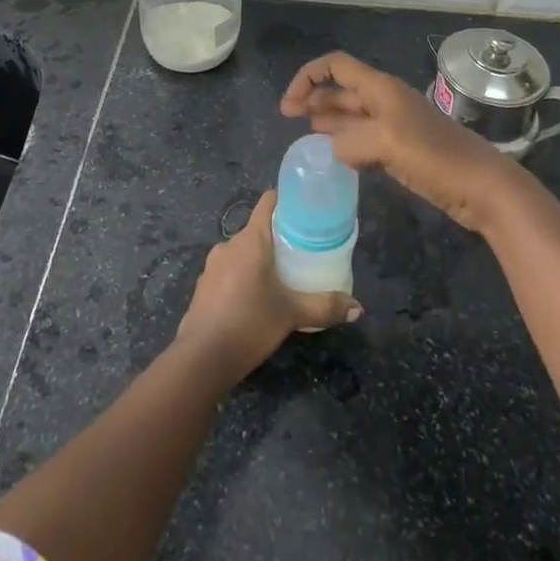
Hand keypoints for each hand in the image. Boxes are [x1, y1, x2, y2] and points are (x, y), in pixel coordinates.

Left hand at [175, 191, 359, 384]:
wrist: (201, 358)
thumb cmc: (250, 323)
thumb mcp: (292, 314)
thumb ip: (325, 307)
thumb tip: (358, 308)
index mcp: (251, 240)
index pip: (267, 203)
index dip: (286, 201)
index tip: (305, 211)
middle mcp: (229, 245)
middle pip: (257, 230)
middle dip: (278, 238)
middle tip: (302, 253)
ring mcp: (212, 265)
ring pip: (242, 252)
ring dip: (259, 260)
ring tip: (282, 279)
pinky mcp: (203, 286)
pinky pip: (228, 272)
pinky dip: (243, 278)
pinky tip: (255, 301)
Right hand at [280, 50, 531, 232]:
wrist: (482, 187)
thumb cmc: (435, 157)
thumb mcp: (385, 143)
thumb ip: (349, 141)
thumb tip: (334, 149)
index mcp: (381, 89)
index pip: (336, 66)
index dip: (308, 78)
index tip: (289, 106)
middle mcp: (385, 101)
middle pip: (342, 90)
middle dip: (314, 99)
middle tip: (289, 120)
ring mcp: (395, 127)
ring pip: (352, 117)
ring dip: (329, 122)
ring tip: (307, 138)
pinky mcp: (402, 151)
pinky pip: (365, 142)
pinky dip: (348, 146)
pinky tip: (338, 159)